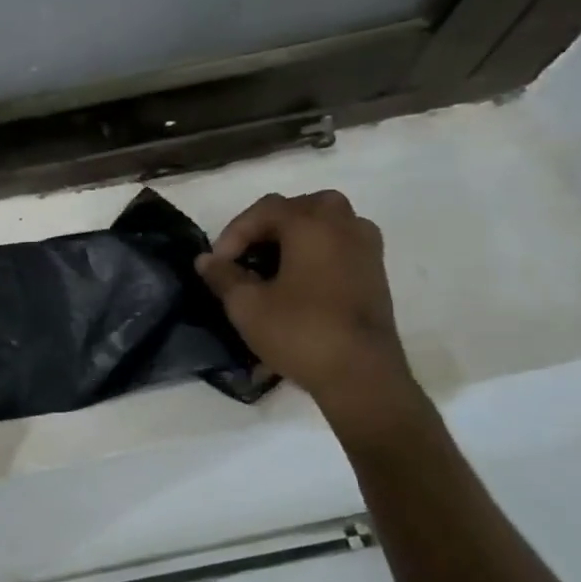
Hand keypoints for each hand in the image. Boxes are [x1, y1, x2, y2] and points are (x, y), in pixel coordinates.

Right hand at [197, 191, 416, 419]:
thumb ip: (223, 276)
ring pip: (326, 223)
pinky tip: (298, 280)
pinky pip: (340, 243)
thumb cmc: (299, 331)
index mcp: (312, 225)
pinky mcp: (375, 272)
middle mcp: (344, 226)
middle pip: (300, 207)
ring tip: (271, 265)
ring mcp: (367, 248)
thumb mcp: (246, 305)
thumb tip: (206, 260)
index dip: (233, 233)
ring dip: (295, 236)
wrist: (361, 374)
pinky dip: (316, 250)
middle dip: (267, 226)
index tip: (217, 264)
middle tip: (246, 254)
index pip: (264, 210)